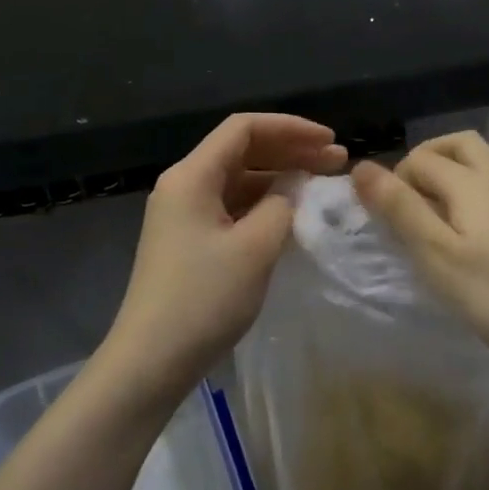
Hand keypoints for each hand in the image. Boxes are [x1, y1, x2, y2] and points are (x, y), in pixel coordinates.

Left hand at [105, 113, 346, 400]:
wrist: (151, 361)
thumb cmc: (203, 299)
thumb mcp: (254, 248)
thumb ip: (281, 206)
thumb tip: (292, 190)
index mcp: (191, 176)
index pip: (244, 129)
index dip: (291, 128)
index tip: (329, 140)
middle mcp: (183, 185)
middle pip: (241, 151)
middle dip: (290, 151)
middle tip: (337, 161)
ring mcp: (183, 214)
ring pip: (238, 180)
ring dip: (279, 178)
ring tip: (322, 185)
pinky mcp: (189, 241)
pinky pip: (231, 207)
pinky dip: (263, 204)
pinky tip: (292, 214)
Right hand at [352, 131, 488, 370]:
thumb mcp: (434, 254)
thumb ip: (398, 207)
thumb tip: (362, 166)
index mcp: (473, 181)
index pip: (421, 158)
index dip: (396, 179)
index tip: (390, 218)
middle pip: (460, 144)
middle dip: (428, 159)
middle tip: (411, 198)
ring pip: (485, 165)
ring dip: (454, 175)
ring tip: (438, 219)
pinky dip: (478, 195)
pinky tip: (477, 237)